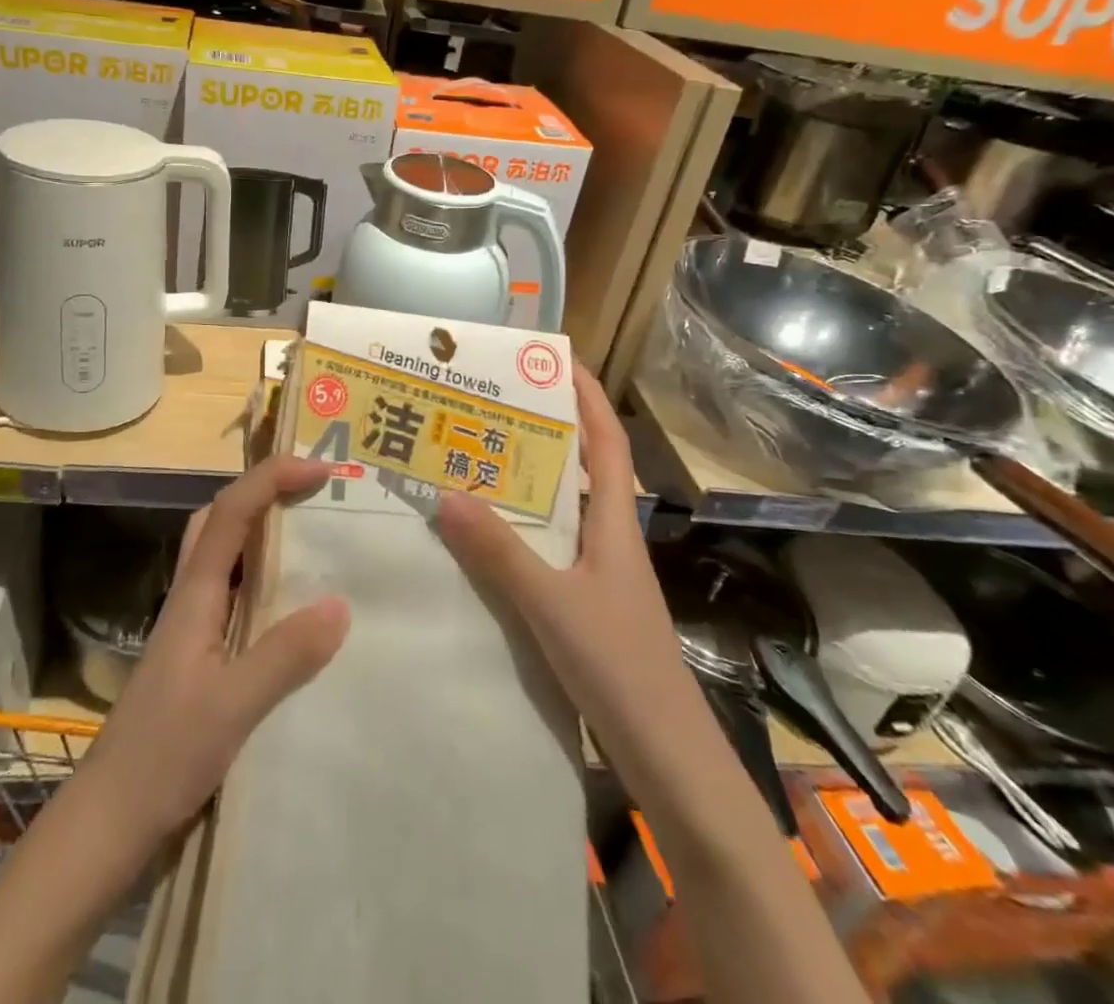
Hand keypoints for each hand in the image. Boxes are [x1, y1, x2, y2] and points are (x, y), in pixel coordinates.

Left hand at [80, 456, 350, 848]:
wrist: (109, 821)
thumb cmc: (162, 756)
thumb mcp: (231, 706)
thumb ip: (284, 654)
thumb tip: (340, 603)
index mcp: (196, 595)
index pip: (231, 512)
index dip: (271, 478)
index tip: (321, 469)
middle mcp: (192, 598)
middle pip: (219, 520)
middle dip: (262, 490)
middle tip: (312, 490)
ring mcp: (193, 627)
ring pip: (225, 554)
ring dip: (262, 529)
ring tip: (312, 534)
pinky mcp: (200, 656)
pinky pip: (235, 593)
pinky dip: (264, 577)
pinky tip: (293, 604)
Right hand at [436, 369, 681, 774]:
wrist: (666, 754)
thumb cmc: (619, 666)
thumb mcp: (552, 604)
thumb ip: (500, 552)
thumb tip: (446, 493)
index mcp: (614, 522)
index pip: (606, 441)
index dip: (587, 396)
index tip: (557, 358)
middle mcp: (610, 536)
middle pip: (583, 466)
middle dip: (549, 428)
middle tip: (495, 404)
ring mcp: (601, 571)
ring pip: (565, 507)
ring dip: (533, 478)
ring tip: (482, 456)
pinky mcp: (588, 602)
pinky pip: (552, 545)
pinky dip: (525, 527)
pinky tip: (489, 534)